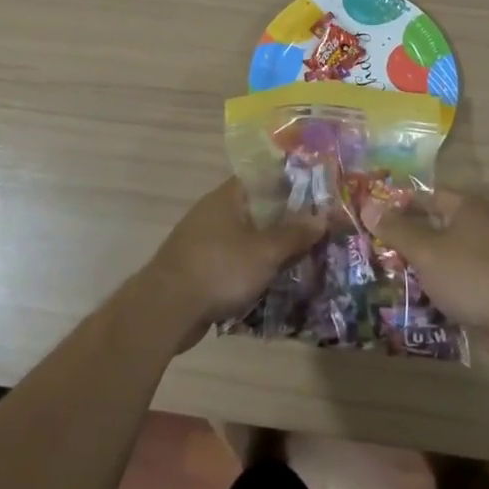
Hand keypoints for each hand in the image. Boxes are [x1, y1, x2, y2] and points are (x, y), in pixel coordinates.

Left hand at [143, 178, 326, 345]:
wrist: (166, 309)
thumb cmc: (219, 269)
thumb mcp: (265, 251)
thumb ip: (294, 234)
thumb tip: (322, 217)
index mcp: (227, 197)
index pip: (262, 178)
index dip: (290, 183)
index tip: (316, 194)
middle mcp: (213, 213)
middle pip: (257, 209)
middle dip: (285, 220)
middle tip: (316, 230)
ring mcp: (203, 241)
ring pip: (246, 237)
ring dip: (270, 247)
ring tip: (302, 257)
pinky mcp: (199, 268)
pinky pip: (234, 261)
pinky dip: (253, 268)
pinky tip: (274, 281)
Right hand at [374, 190, 488, 344]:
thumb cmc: (471, 275)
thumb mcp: (426, 251)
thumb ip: (396, 230)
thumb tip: (367, 206)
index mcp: (468, 207)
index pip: (428, 195)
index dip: (400, 204)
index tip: (375, 218)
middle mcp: (482, 224)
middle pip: (438, 224)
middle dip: (409, 238)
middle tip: (378, 249)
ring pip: (448, 254)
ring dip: (425, 264)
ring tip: (393, 275)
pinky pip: (461, 277)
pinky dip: (442, 284)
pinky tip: (422, 298)